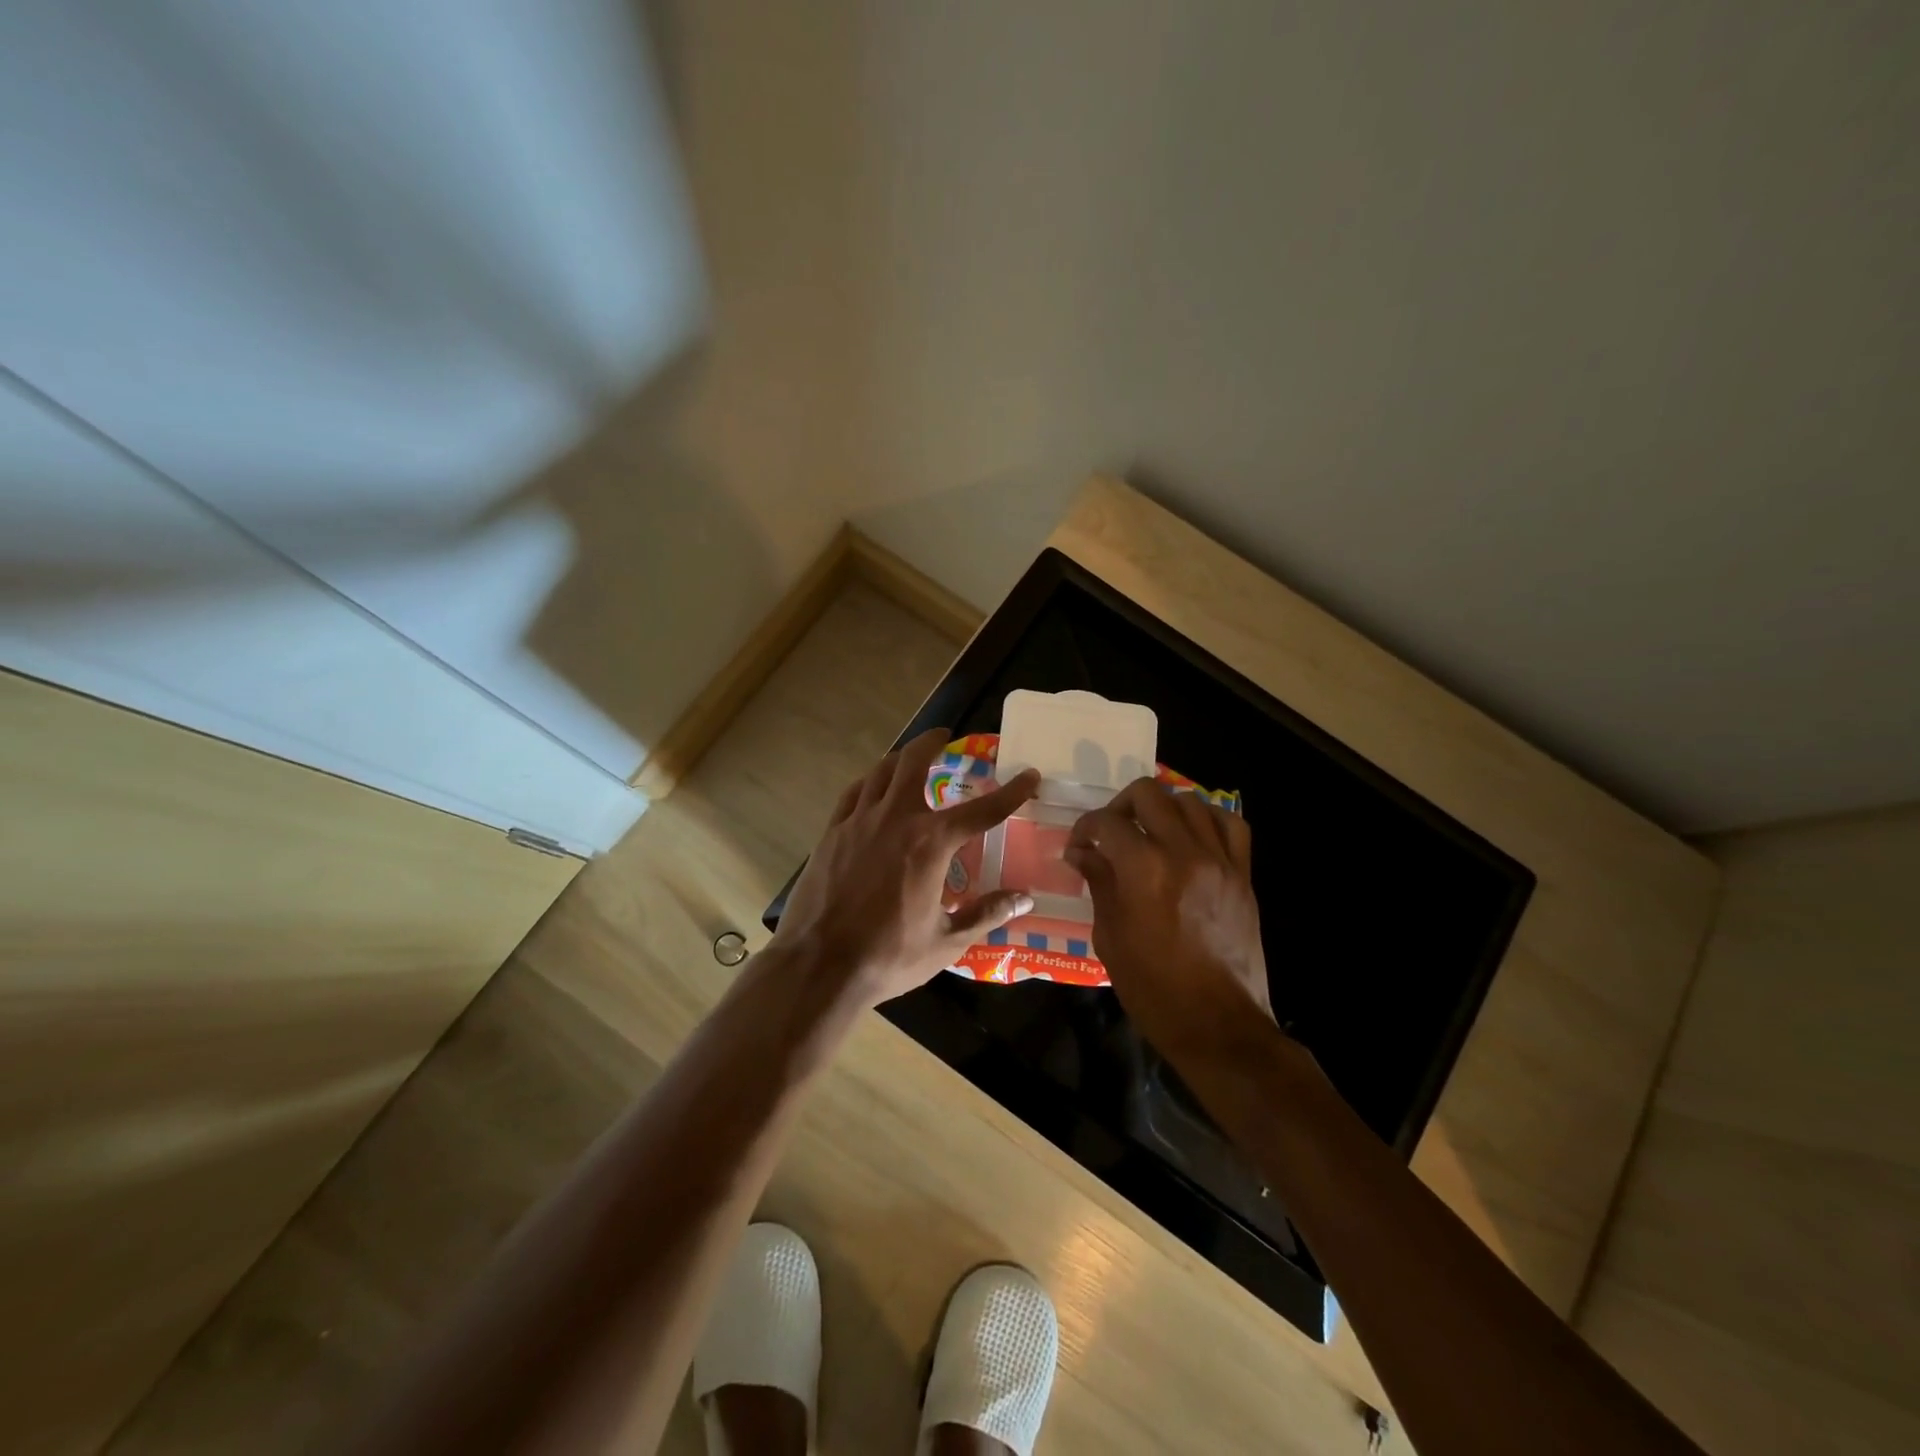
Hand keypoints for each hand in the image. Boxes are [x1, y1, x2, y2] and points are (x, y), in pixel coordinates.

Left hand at [772, 728, 1040, 1005]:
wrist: (820, 964)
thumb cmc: (889, 956)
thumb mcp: (947, 941)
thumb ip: (986, 914)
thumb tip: (1024, 899)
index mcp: (931, 843)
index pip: (982, 810)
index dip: (1011, 792)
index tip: (1029, 775)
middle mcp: (896, 819)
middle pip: (915, 763)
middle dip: (932, 742)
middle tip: (945, 736)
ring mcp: (858, 822)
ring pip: (880, 772)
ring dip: (900, 758)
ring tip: (911, 757)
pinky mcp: (831, 833)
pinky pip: (853, 793)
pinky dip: (869, 782)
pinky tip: (872, 788)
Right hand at [1065, 778, 1273, 1060]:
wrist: (1217, 1024)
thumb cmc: (1153, 988)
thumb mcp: (1109, 937)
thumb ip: (1099, 884)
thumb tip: (1082, 853)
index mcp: (1143, 870)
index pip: (1106, 822)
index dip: (1084, 829)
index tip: (1079, 848)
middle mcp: (1183, 852)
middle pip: (1148, 794)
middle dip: (1120, 806)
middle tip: (1111, 834)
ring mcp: (1219, 860)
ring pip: (1189, 801)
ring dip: (1162, 810)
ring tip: (1151, 834)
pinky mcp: (1243, 874)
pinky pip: (1230, 824)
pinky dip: (1207, 819)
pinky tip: (1192, 837)